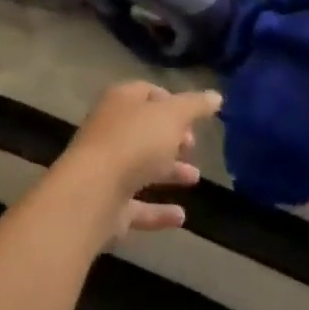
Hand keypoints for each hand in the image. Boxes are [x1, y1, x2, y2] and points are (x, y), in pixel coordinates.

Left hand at [56, 81, 221, 239]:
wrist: (92, 193)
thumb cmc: (134, 142)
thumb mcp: (172, 115)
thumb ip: (195, 106)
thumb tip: (216, 96)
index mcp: (121, 101)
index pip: (147, 92)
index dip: (171, 101)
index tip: (193, 116)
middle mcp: (110, 130)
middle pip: (144, 130)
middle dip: (170, 137)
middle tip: (192, 145)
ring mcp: (106, 168)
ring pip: (141, 166)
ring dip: (168, 172)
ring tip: (195, 178)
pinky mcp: (107, 204)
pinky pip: (138, 205)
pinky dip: (158, 210)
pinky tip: (181, 217)